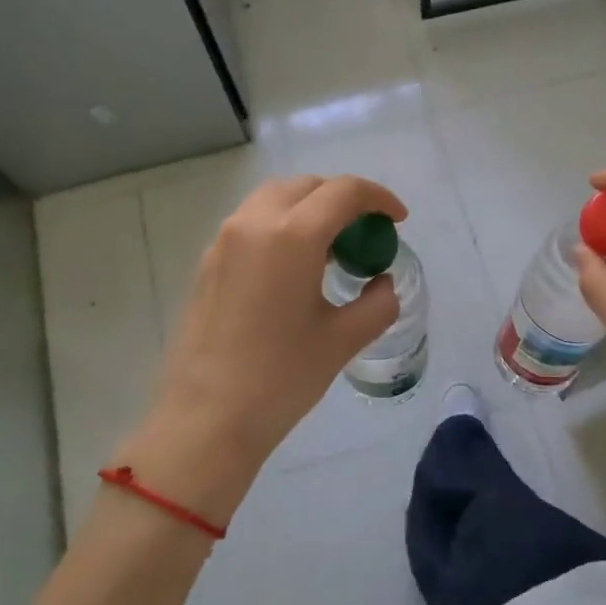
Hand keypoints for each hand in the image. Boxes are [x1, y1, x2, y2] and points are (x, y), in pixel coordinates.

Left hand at [120, 175, 405, 525]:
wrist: (207, 418)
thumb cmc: (281, 377)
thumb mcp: (343, 340)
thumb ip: (377, 303)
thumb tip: (382, 284)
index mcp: (292, 235)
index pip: (344, 192)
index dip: (379, 198)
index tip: (398, 220)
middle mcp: (254, 223)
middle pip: (306, 186)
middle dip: (343, 198)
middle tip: (366, 231)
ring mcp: (224, 241)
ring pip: (275, 199)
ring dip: (310, 208)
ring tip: (332, 248)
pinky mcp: (208, 262)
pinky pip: (253, 223)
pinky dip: (282, 226)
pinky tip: (295, 267)